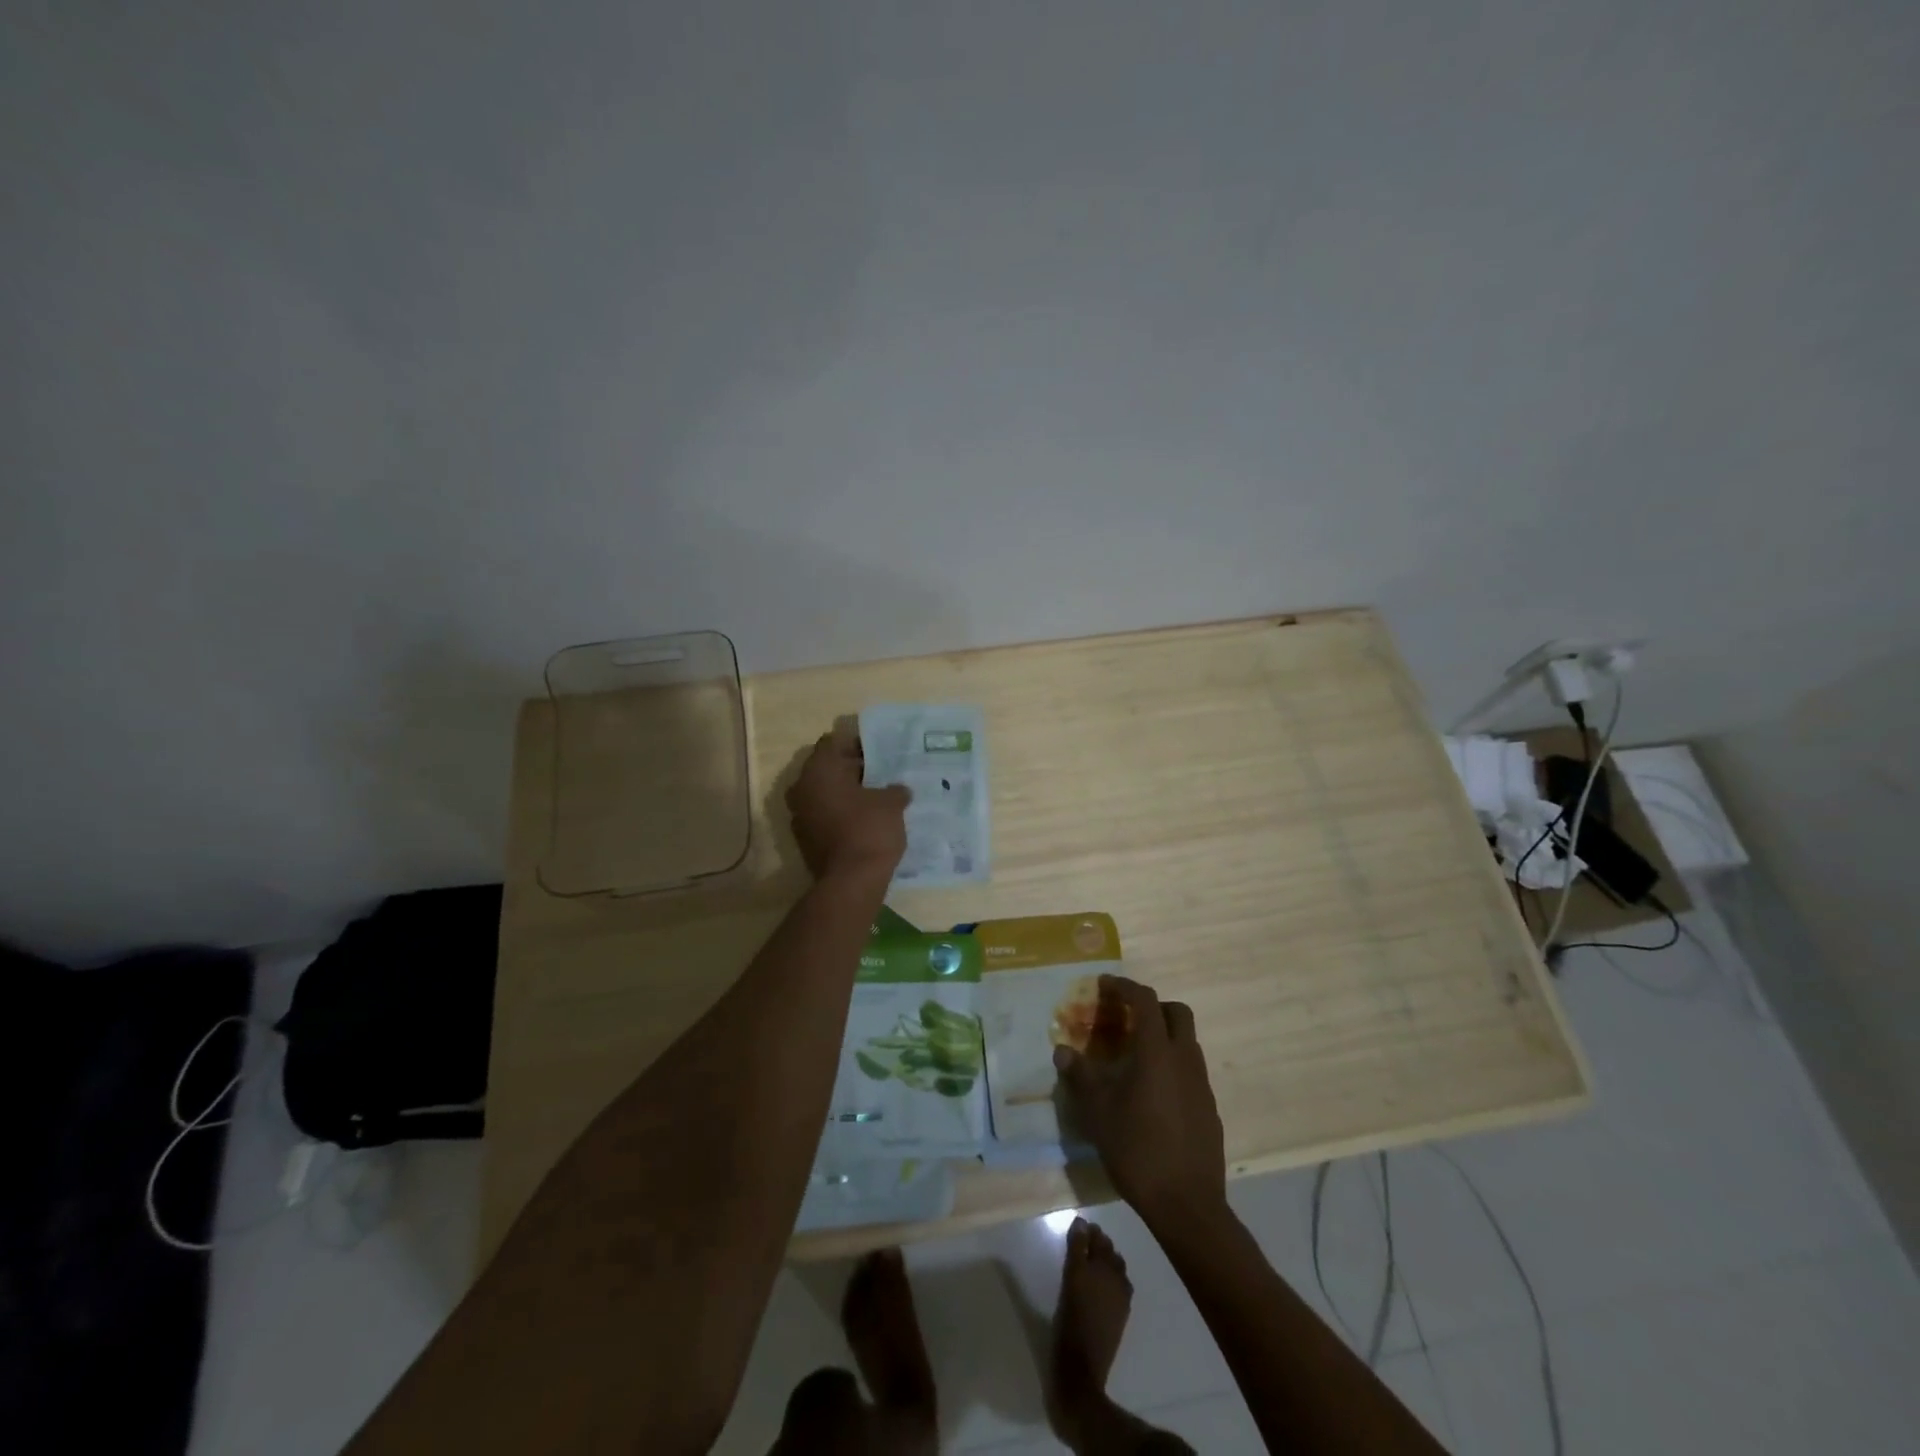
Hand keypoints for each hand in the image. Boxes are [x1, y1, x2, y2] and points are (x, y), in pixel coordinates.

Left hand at [786, 724, 910, 881]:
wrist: (851, 881)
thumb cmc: (870, 829)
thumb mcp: (892, 803)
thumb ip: (894, 790)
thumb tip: (898, 790)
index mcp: (819, 770)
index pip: (833, 742)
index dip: (857, 744)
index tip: (879, 753)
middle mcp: (802, 787)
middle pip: (827, 768)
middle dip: (852, 769)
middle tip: (880, 774)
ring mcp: (799, 814)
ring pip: (824, 792)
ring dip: (845, 793)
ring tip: (875, 797)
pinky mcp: (804, 837)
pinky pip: (823, 814)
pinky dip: (840, 813)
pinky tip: (864, 819)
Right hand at [1054, 975, 1226, 1230]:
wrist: (1187, 1205)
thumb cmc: (1137, 1149)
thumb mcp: (1098, 1111)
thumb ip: (1080, 1075)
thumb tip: (1062, 1051)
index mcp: (1157, 1051)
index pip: (1145, 1000)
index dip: (1124, 987)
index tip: (1105, 985)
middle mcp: (1184, 1059)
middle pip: (1176, 1012)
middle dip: (1152, 1007)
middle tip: (1126, 1018)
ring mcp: (1201, 1085)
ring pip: (1187, 1042)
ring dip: (1164, 1037)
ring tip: (1135, 1057)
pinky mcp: (1209, 1109)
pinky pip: (1191, 1071)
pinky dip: (1172, 1066)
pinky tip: (1152, 1094)